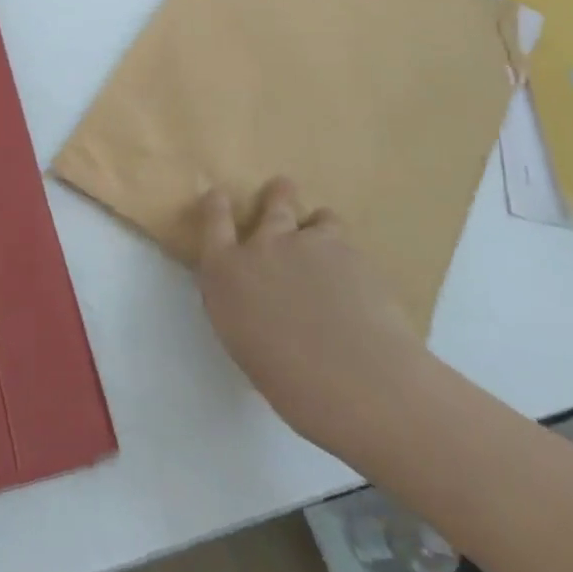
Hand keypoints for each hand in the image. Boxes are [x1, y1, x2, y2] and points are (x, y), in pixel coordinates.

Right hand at [195, 177, 439, 463]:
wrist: (356, 380)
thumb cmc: (289, 382)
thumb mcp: (244, 342)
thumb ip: (244, 307)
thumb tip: (257, 299)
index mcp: (226, 272)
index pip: (213, 221)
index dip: (216, 204)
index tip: (219, 196)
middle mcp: (263, 245)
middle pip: (271, 204)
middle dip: (279, 195)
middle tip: (284, 190)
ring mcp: (308, 242)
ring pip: (317, 217)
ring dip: (319, 227)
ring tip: (329, 244)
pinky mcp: (350, 251)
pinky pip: (346, 243)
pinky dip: (348, 257)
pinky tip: (359, 283)